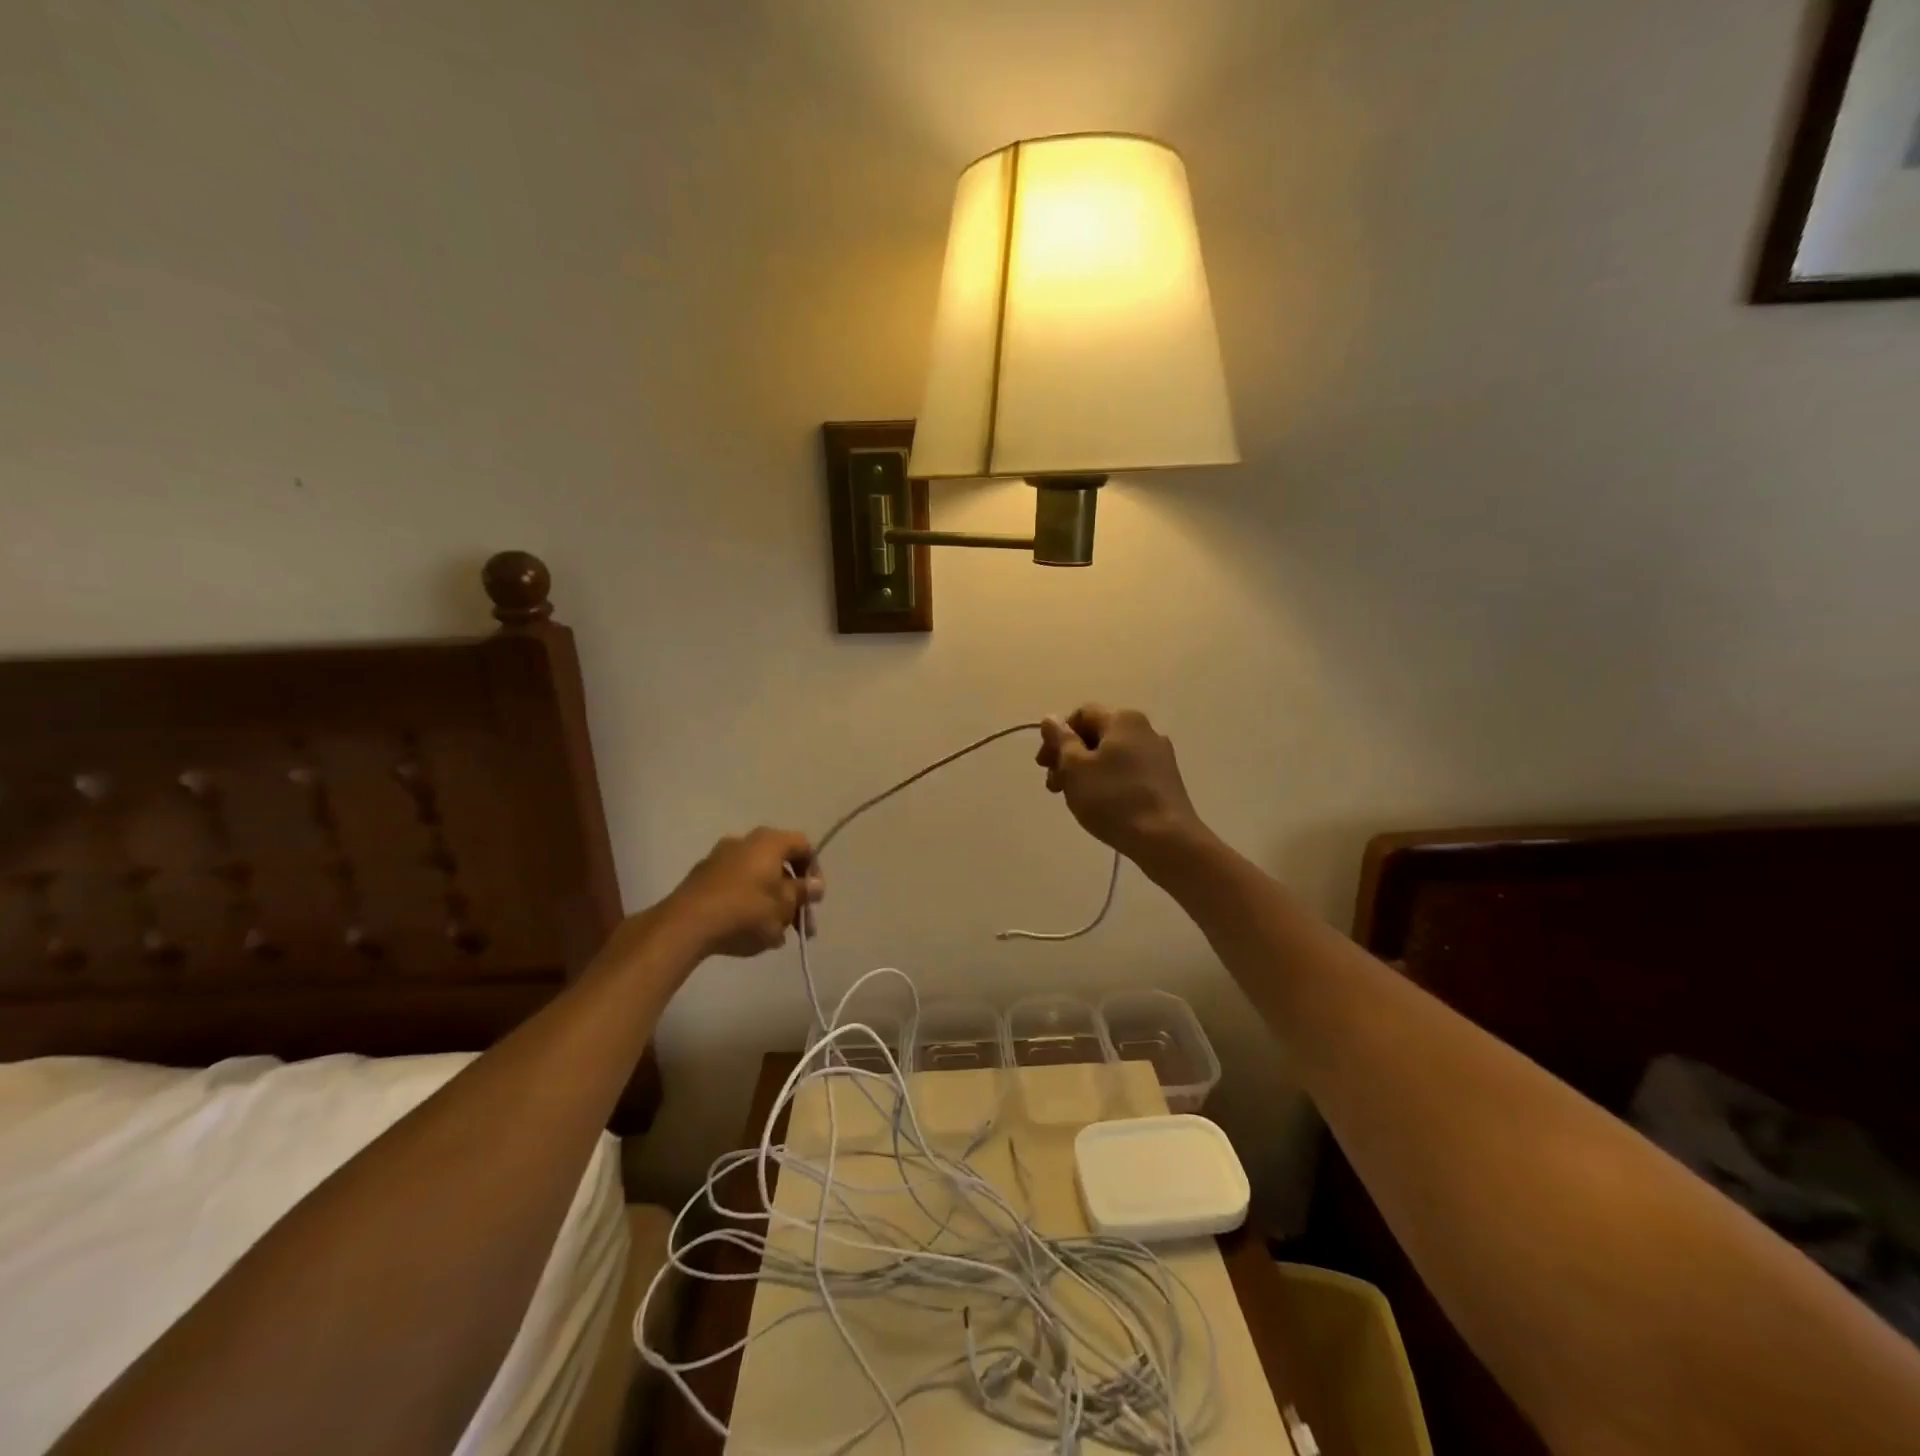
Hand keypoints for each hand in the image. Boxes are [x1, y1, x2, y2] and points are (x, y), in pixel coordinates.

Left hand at [662, 827, 823, 959]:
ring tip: (775, 936)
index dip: (814, 871)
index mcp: (769, 842)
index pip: (804, 846)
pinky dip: (747, 904)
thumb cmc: (745, 911)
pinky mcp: (701, 878)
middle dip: (793, 895)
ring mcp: (719, 858)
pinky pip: (735, 887)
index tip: (814, 899)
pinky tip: (749, 932)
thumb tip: (815, 884)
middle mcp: (744, 842)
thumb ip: (802, 893)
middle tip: (799, 925)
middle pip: (779, 864)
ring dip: (771, 902)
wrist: (685, 925)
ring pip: (757, 878)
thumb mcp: (784, 906)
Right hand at [1036, 706, 1208, 864]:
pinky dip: (1108, 781)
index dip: (1056, 736)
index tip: (1044, 765)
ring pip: (1112, 755)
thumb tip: (1050, 718)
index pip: (1081, 715)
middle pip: (1097, 734)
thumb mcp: (1075, 767)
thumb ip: (1060, 740)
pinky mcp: (1165, 779)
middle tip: (1055, 786)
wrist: (1166, 839)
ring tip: (1075, 799)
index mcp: (1122, 719)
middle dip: (1069, 757)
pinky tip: (1102, 805)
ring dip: (1086, 771)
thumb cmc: (1113, 798)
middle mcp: (1145, 729)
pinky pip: (1128, 771)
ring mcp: (1159, 755)